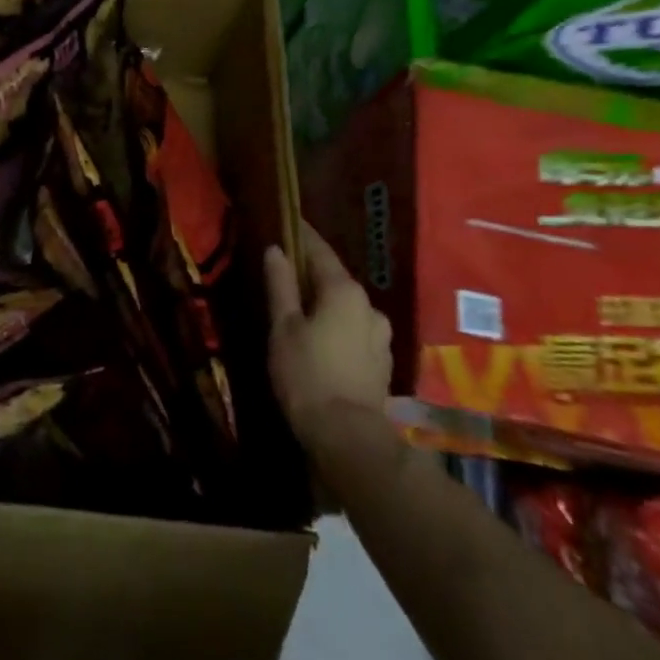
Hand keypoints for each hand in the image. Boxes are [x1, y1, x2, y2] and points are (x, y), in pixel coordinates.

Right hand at [265, 221, 392, 455]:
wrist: (349, 437)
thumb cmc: (306, 374)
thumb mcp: (283, 326)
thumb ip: (280, 285)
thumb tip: (276, 249)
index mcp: (343, 290)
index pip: (319, 250)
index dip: (301, 235)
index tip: (287, 222)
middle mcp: (369, 305)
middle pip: (334, 279)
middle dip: (311, 274)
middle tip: (284, 274)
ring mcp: (380, 335)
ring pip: (346, 307)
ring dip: (325, 304)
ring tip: (300, 312)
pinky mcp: (382, 361)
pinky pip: (354, 330)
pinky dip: (336, 327)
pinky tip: (320, 341)